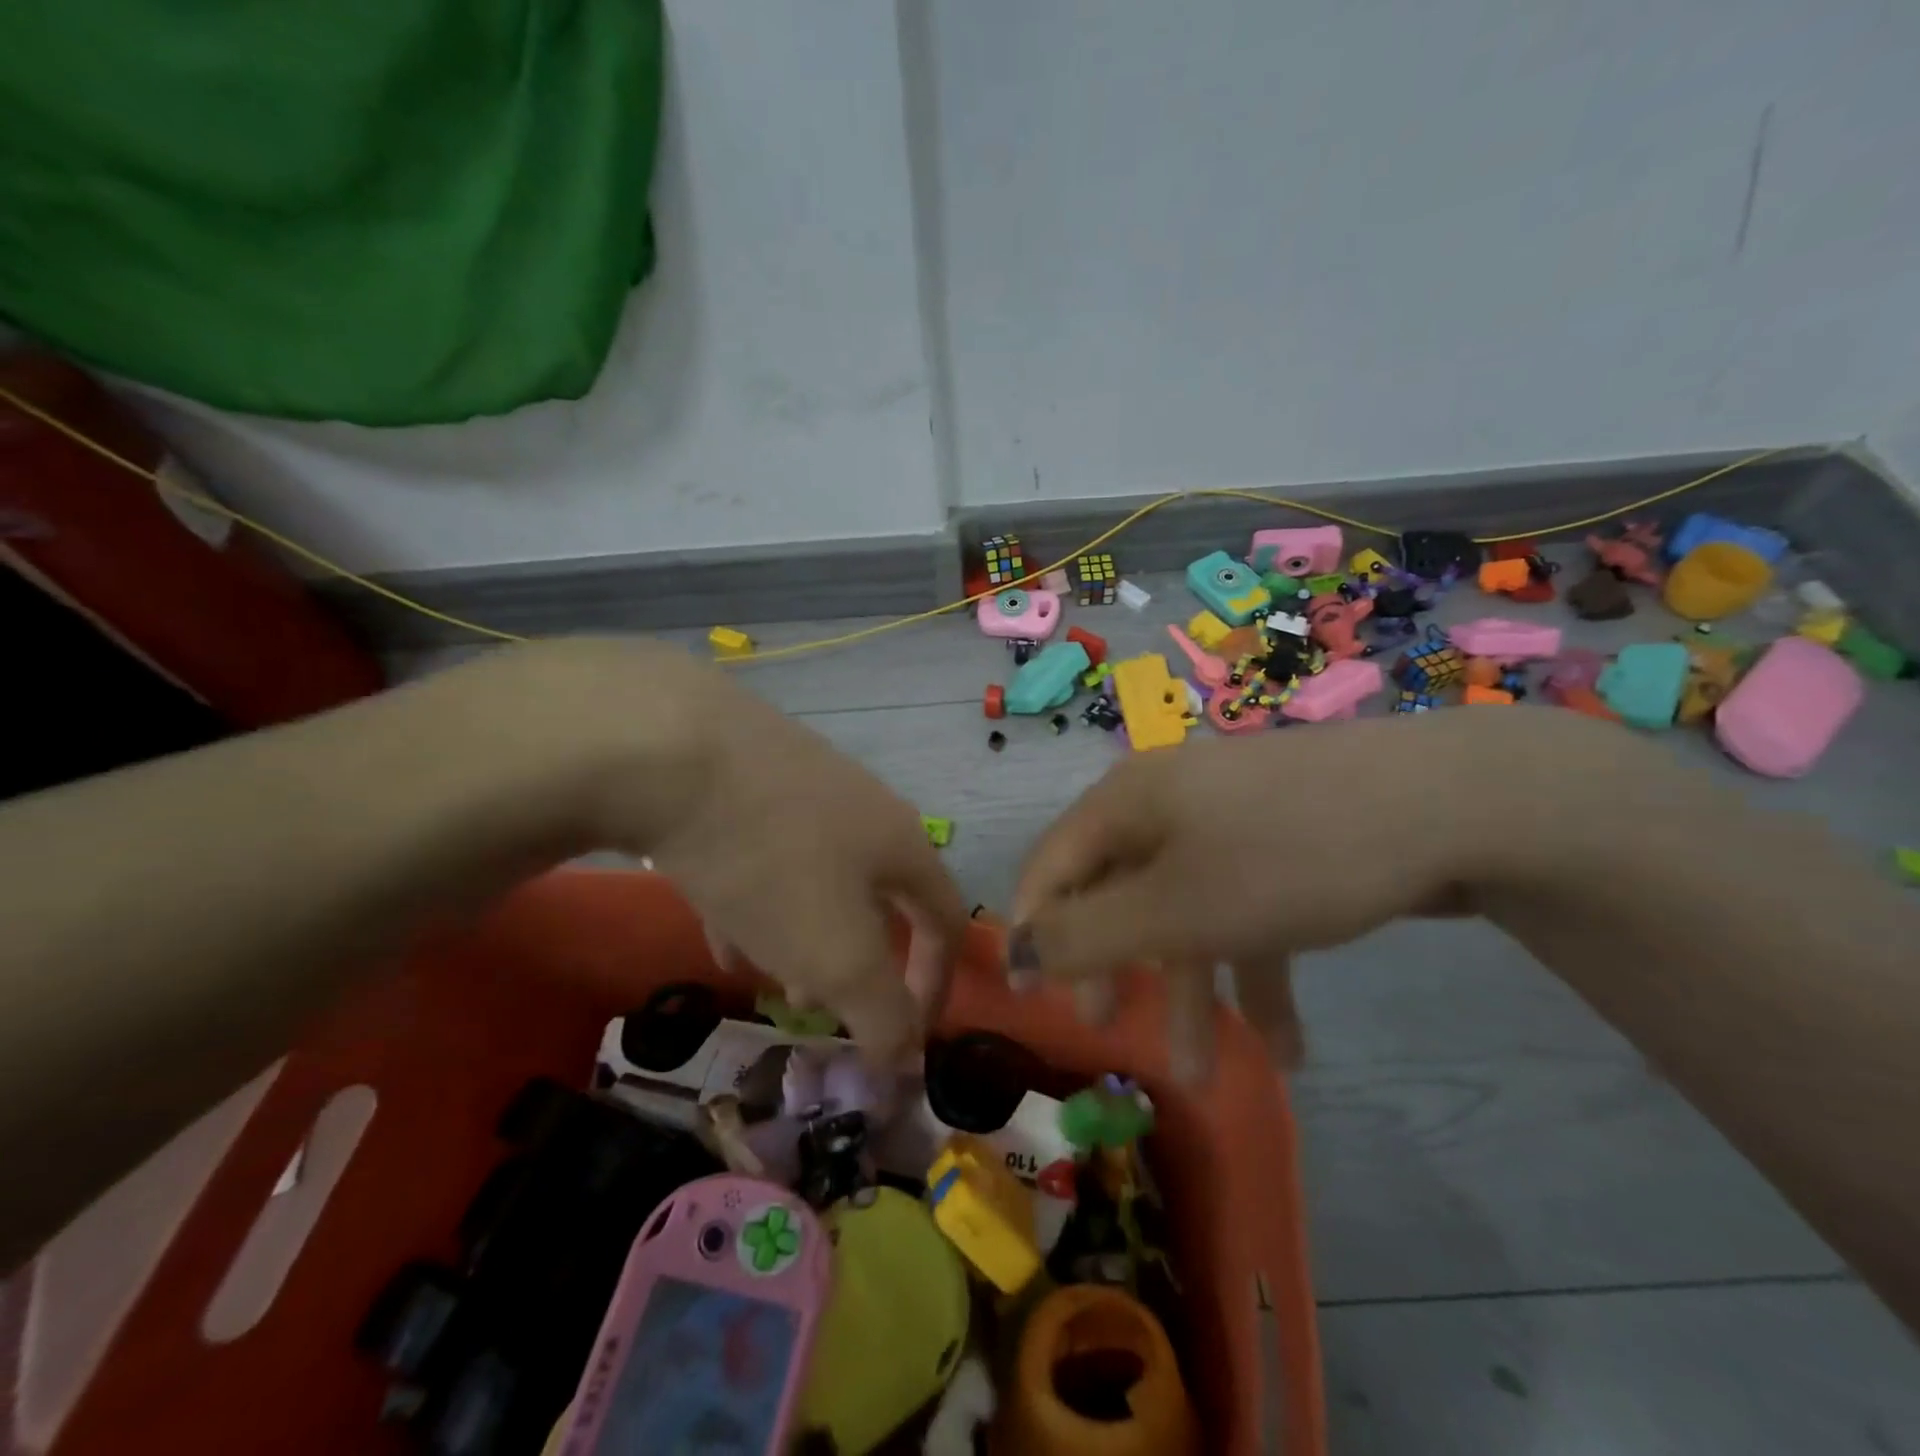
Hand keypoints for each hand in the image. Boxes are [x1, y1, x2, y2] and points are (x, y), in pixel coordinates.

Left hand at [491, 639, 968, 1063]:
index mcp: (902, 844)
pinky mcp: (748, 774)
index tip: (907, 1038)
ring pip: (819, 876)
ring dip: (804, 933)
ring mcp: (805, 784)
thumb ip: (882, 1015)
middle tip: (822, 1006)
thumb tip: (908, 1068)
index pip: (947, 918)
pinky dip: (757, 899)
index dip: (938, 983)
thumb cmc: (774, 859)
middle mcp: (864, 808)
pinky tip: (717, 924)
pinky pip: (768, 852)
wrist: (674, 744)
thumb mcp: (836, 953)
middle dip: (859, 961)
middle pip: (880, 896)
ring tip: (767, 973)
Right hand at [1006, 711, 1601, 1073]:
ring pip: (1186, 909)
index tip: (1034, 1001)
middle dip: (1114, 967)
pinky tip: (1289, 1046)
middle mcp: (1167, 802)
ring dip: (1193, 989)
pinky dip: (1255, 970)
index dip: (1033, 930)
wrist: (1449, 803)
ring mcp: (1229, 820)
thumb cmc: (1285, 857)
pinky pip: (1246, 908)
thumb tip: (1015, 952)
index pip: (1050, 866)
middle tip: (1108, 1029)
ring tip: (1210, 1075)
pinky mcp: (1283, 842)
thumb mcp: (1174, 909)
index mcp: (1126, 802)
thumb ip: (1084, 935)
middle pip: (1117, 890)